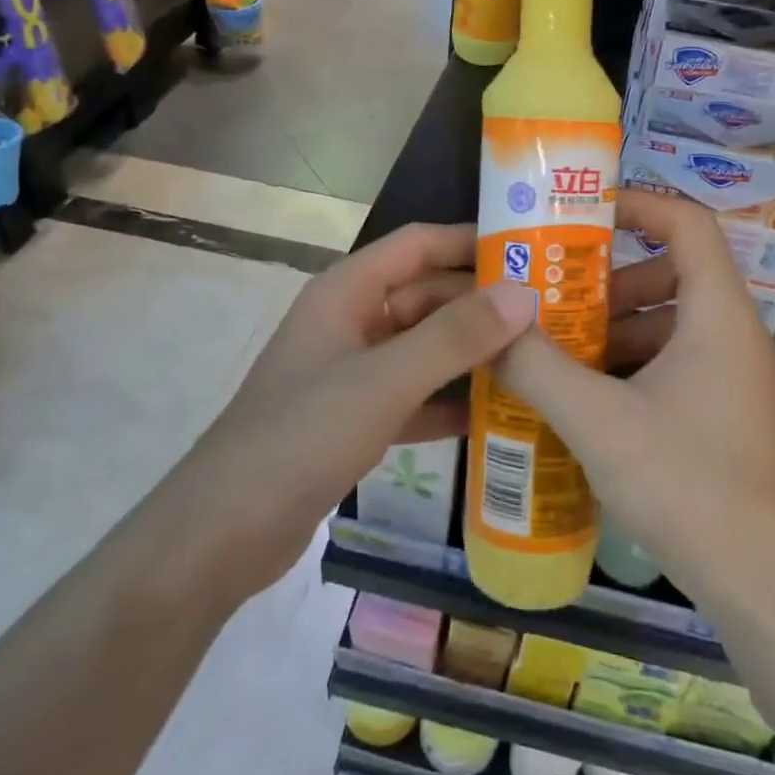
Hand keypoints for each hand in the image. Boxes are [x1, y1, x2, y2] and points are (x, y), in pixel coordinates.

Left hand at [183, 223, 538, 594]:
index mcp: (347, 291)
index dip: (471, 241)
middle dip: (482, 304)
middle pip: (427, 295)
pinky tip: (498, 414)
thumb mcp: (384, 381)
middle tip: (550, 315)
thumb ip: (455, 337)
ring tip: (538, 359)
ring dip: (472, 352)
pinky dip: (450, 400)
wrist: (223, 534)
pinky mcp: (356, 417)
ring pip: (424, 347)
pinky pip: (415, 394)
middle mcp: (351, 321)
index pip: (418, 244)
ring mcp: (353, 371)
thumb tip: (524, 294)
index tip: (531, 252)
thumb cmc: (302, 437)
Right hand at [494, 189, 774, 606]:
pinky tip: (586, 398)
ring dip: (616, 327)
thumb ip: (538, 367)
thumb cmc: (688, 483)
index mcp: (718, 315)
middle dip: (611, 279)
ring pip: (671, 324)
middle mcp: (734, 336)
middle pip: (674, 273)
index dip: (640, 204)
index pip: (689, 223)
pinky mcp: (726, 416)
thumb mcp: (598, 420)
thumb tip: (494, 329)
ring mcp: (734, 379)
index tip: (584, 214)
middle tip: (556, 293)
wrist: (765, 585)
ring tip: (558, 347)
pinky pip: (675, 365)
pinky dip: (631, 365)